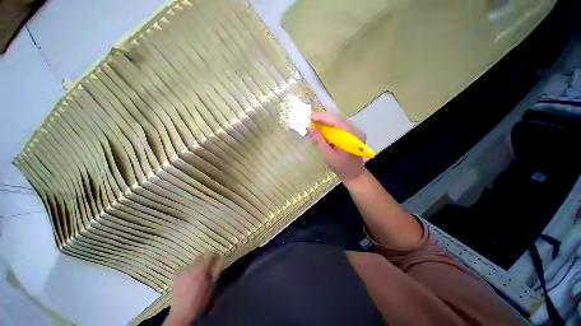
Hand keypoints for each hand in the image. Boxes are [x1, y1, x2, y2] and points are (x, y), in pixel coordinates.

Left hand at [166, 255, 223, 325]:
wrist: (183, 312)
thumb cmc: (201, 300)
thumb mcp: (212, 285)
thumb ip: (217, 270)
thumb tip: (221, 259)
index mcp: (202, 268)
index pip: (210, 256)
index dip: (215, 256)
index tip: (218, 258)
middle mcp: (192, 267)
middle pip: (200, 257)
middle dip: (204, 260)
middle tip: (207, 268)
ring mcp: (182, 272)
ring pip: (192, 264)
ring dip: (195, 267)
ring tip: (196, 276)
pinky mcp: (176, 277)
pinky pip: (183, 270)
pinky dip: (187, 273)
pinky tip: (187, 280)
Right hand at [308, 112, 366, 181]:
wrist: (354, 174)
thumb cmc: (341, 167)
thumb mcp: (328, 155)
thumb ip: (319, 141)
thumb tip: (309, 128)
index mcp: (352, 136)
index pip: (337, 121)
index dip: (323, 118)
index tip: (310, 117)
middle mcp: (357, 131)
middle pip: (339, 119)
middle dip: (323, 118)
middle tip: (310, 118)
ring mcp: (356, 131)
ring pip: (339, 121)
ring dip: (326, 121)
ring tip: (314, 122)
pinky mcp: (353, 133)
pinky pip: (341, 125)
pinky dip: (331, 125)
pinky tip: (323, 127)